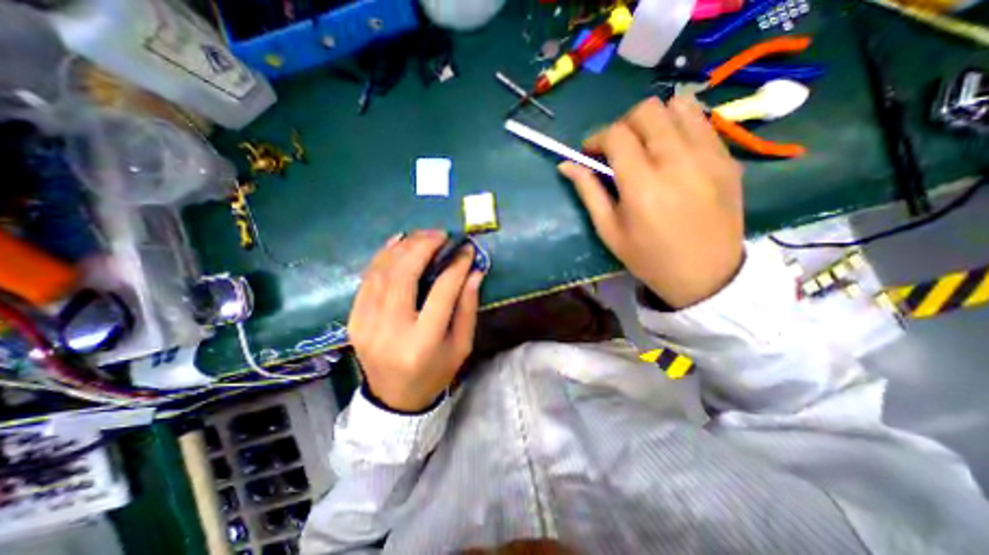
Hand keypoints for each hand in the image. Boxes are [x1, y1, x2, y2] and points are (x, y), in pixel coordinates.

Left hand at [349, 229, 485, 410]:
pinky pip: (367, 279)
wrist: (395, 398)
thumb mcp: (462, 345)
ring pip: (382, 272)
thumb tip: (474, 272)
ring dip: (403, 247)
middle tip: (441, 234)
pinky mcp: (353, 320)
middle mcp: (391, 330)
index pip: (442, 292)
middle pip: (404, 275)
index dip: (456, 266)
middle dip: (424, 247)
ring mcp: (366, 324)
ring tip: (423, 236)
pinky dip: (382, 256)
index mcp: (423, 342)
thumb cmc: (436, 372)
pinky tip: (398, 243)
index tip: (467, 249)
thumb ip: (468, 307)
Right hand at [559, 95, 744, 310]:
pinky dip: (679, 126)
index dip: (597, 138)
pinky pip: (702, 122)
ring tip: (646, 145)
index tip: (591, 153)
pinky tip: (671, 150)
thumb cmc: (648, 257)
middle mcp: (677, 162)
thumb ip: (588, 192)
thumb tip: (566, 164)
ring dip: (653, 120)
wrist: (705, 274)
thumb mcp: (609, 230)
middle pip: (647, 111)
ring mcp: (709, 156)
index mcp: (642, 185)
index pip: (616, 135)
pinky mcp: (728, 158)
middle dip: (623, 125)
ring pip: (678, 107)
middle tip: (617, 149)